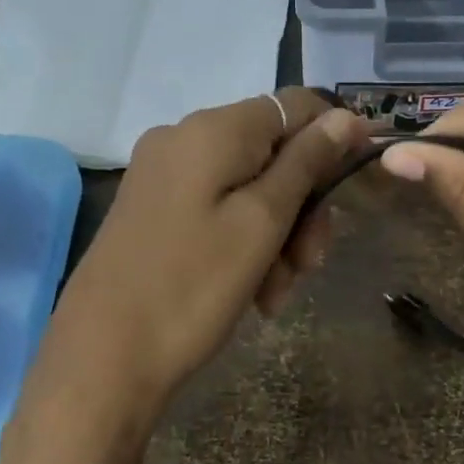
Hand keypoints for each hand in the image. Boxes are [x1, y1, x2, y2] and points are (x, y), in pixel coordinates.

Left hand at [34, 89, 368, 427]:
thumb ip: (306, 163)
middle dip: (302, 206)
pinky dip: (244, 244)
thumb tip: (345, 116)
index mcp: (211, 130)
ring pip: (249, 188)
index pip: (295, 105)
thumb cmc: (192, 288)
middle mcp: (183, 139)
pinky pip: (218, 211)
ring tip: (277, 293)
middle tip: (310, 263)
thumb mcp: (261, 223)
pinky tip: (254, 292)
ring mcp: (163, 176)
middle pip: (272, 153)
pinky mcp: (154, 211)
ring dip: (277, 236)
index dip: (334, 138)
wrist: (103, 359)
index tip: (360, 183)